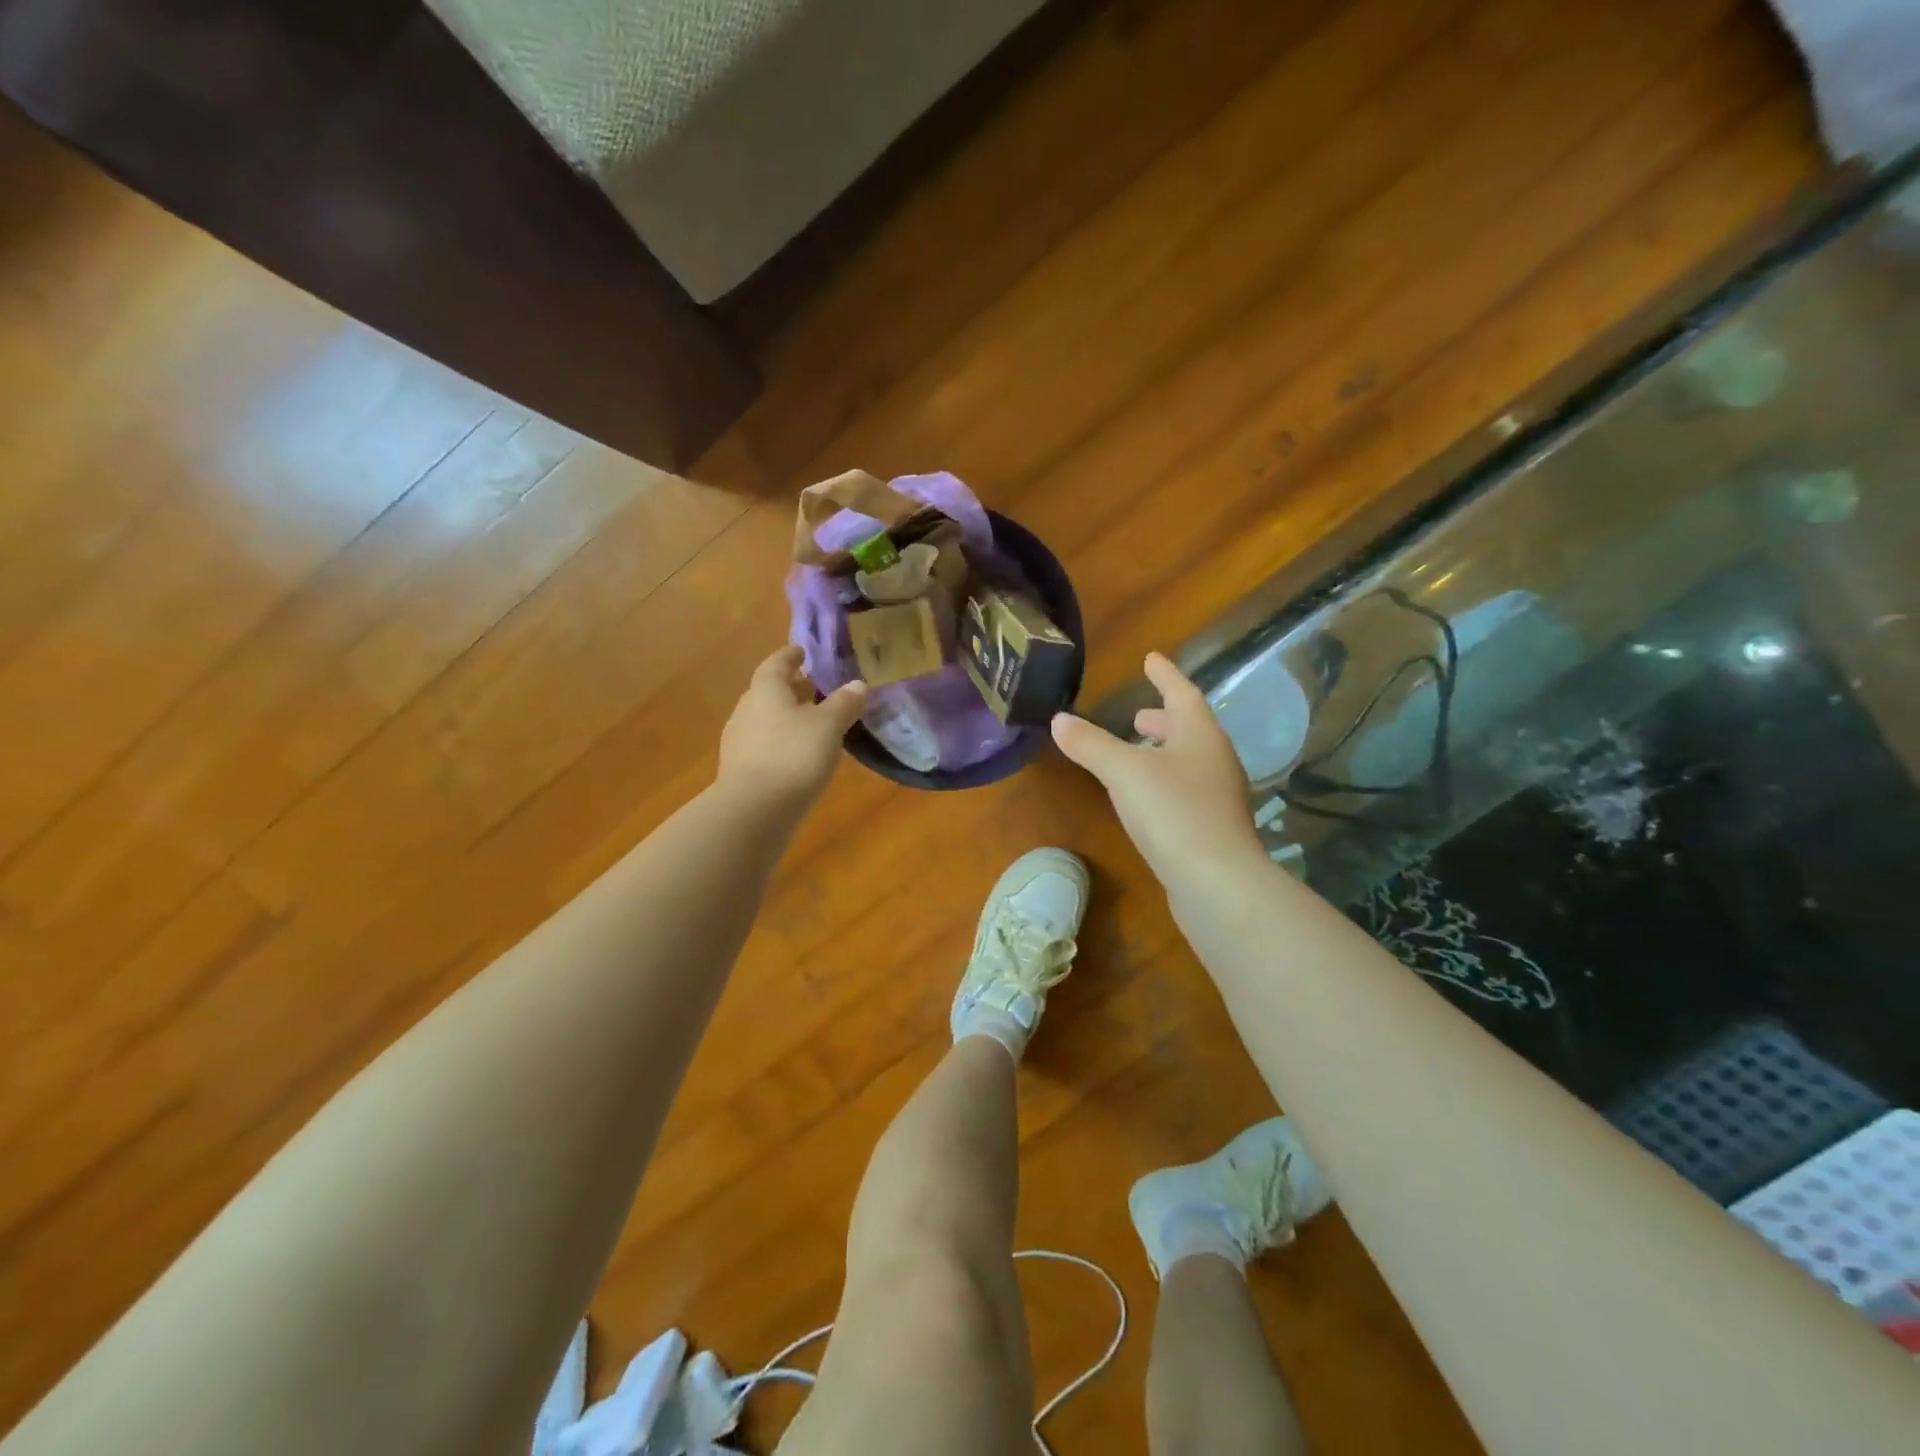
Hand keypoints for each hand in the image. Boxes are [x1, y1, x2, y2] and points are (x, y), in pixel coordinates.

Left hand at [718, 646, 866, 808]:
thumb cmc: (794, 755)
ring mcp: (739, 740)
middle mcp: (747, 709)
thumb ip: (844, 704)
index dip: (791, 656)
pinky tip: (797, 754)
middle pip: (769, 691)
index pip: (777, 663)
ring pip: (765, 718)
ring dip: (786, 715)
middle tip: (814, 687)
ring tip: (811, 722)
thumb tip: (858, 684)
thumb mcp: (828, 726)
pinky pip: (763, 743)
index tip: (802, 652)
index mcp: (766, 690)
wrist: (754, 810)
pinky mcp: (740, 769)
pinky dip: (780, 740)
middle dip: (791, 688)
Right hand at [1051, 653, 1262, 888]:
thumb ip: (1090, 744)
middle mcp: (1216, 761)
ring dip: (1163, 752)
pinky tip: (1146, 799)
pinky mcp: (1213, 830)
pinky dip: (1165, 782)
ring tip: (1137, 754)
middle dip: (1163, 719)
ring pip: (1189, 763)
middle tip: (1138, 715)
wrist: (1218, 883)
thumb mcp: (1124, 772)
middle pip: (1189, 730)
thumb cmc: (1173, 812)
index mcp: (1201, 736)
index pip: (1182, 694)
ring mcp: (1219, 797)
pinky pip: (1187, 792)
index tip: (1151, 657)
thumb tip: (1058, 719)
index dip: (1165, 675)